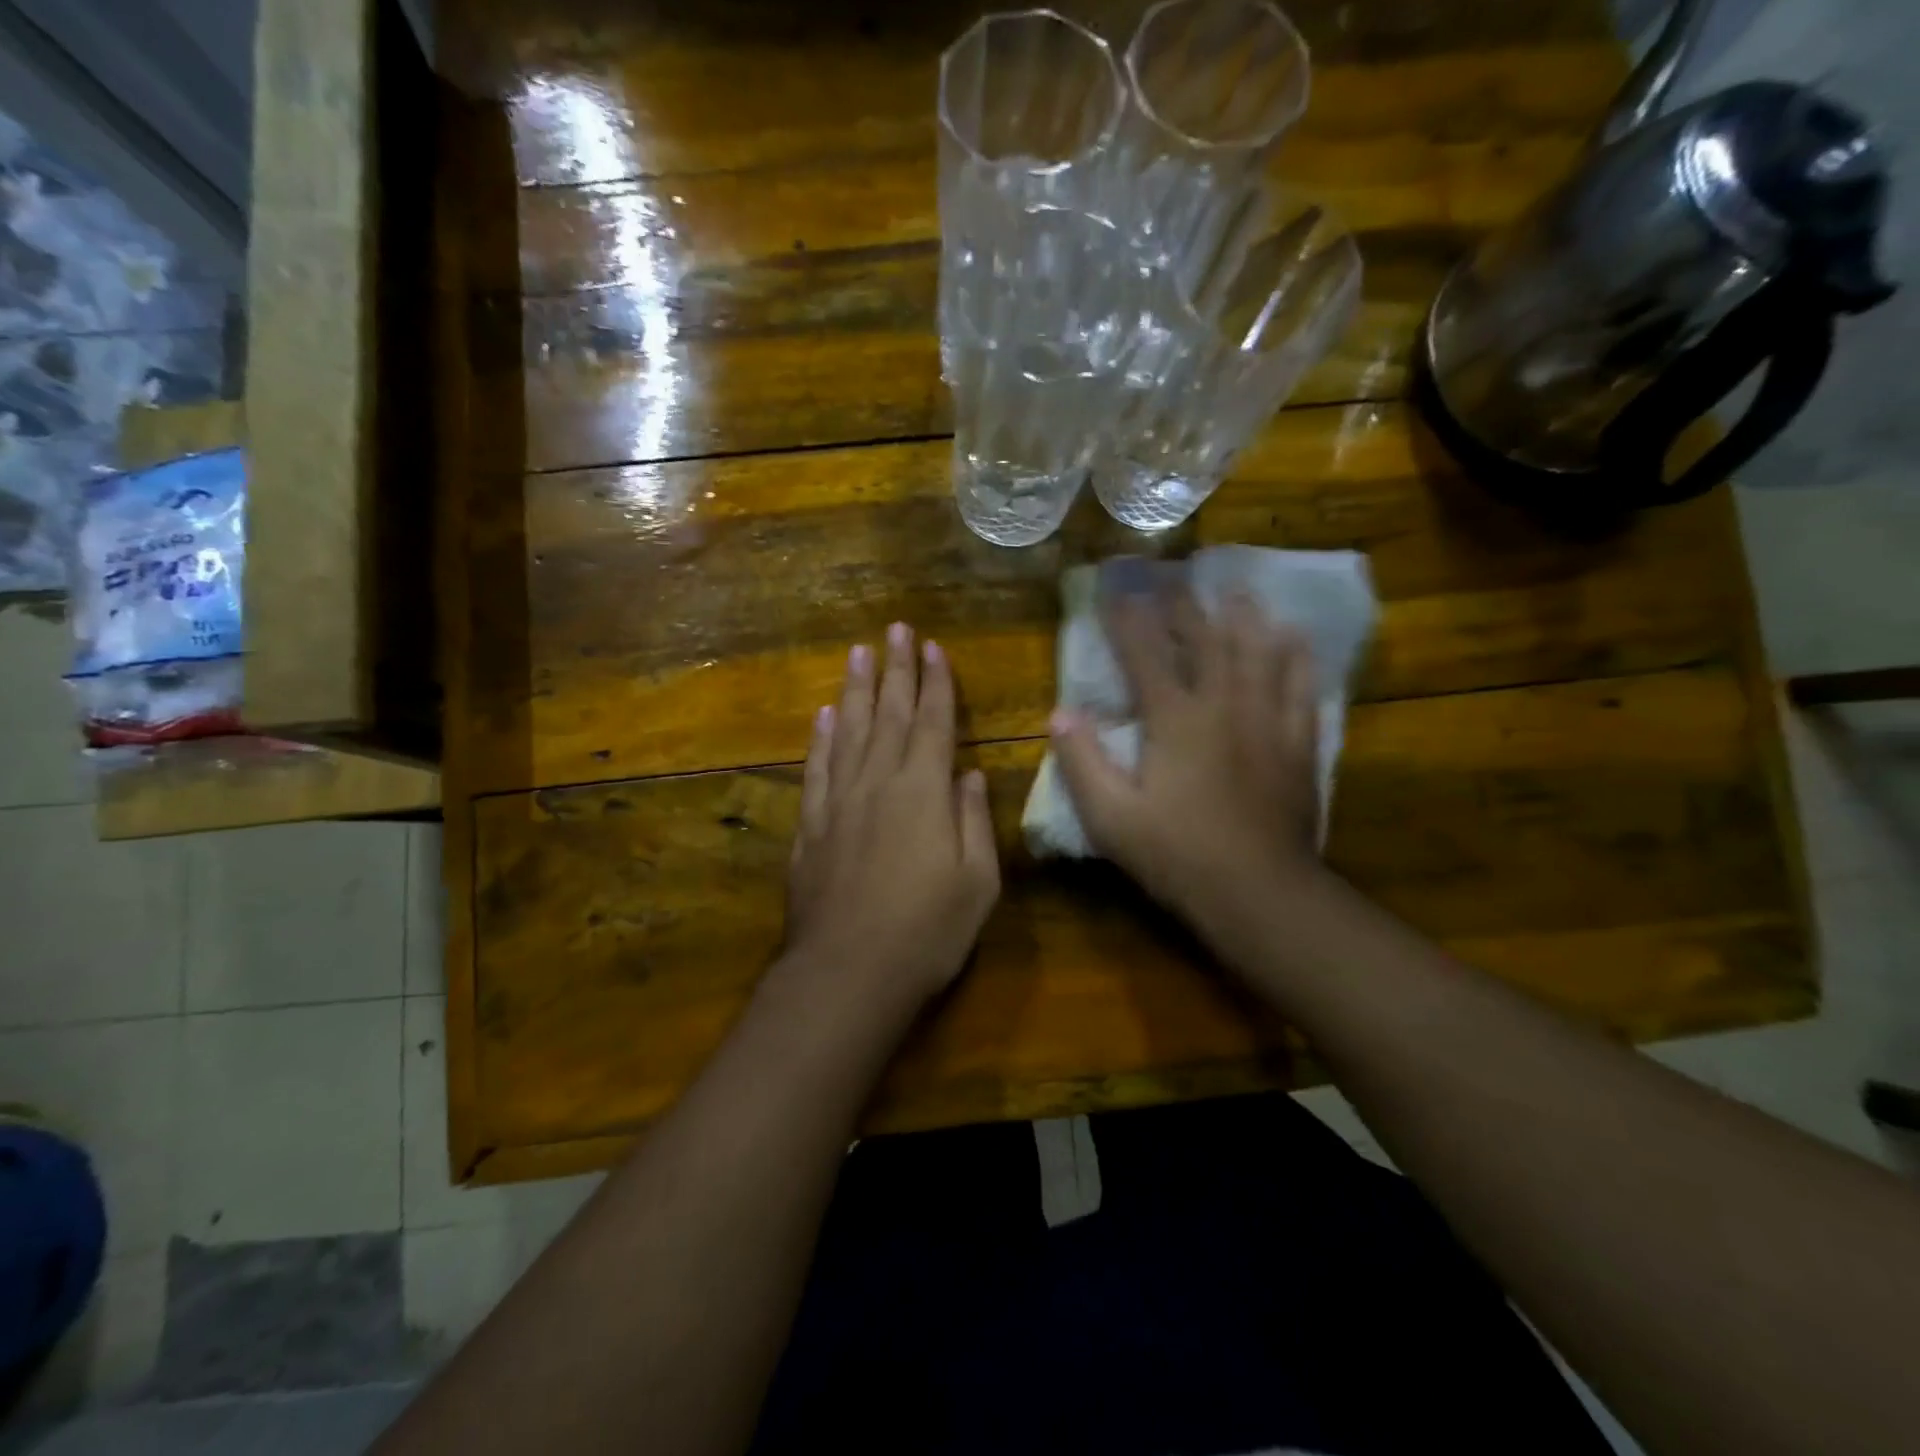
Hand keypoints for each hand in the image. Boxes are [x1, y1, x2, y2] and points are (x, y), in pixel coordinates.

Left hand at [783, 622, 1000, 1010]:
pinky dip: (820, 738)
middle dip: (895, 670)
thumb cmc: (927, 932)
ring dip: (855, 690)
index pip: (933, 723)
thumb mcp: (977, 882)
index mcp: (924, 792)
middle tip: (895, 630)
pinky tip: (822, 716)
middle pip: (888, 714)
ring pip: (848, 731)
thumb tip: (970, 774)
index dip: (935, 683)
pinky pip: (817, 769)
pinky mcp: (810, 826)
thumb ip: (973, 821)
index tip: (932, 647)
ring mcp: (839, 802)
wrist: (848, 973)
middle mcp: (879, 783)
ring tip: (858, 653)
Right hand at [1050, 575, 1324, 928]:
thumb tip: (1060, 713)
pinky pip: (1301, 688)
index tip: (1116, 587)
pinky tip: (1296, 641)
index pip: (1145, 654)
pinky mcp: (1298, 745)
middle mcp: (1223, 707)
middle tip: (1176, 575)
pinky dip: (1297, 659)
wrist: (1260, 893)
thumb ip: (1082, 762)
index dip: (1127, 617)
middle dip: (1186, 605)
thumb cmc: (1177, 856)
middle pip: (1206, 641)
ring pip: (1259, 654)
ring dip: (1246, 618)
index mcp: (1175, 720)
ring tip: (1240, 590)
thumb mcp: (1110, 818)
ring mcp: (1268, 722)